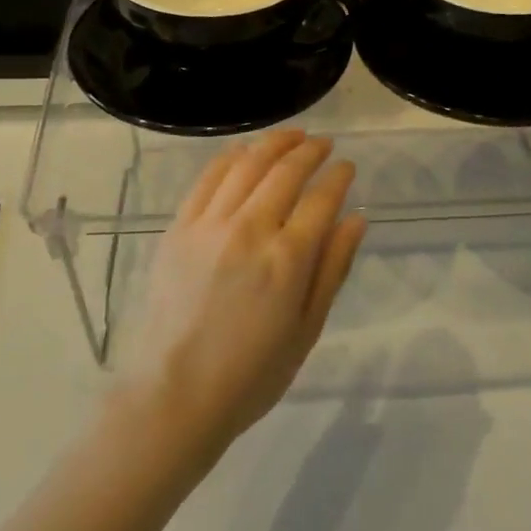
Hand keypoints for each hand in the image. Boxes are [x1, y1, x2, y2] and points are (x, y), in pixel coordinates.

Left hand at [116, 130, 366, 449]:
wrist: (174, 394)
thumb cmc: (251, 373)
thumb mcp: (307, 329)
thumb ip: (333, 268)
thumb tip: (356, 218)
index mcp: (288, 259)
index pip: (322, 199)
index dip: (339, 177)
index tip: (347, 166)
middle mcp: (250, 230)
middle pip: (286, 171)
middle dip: (310, 150)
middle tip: (323, 144)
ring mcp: (210, 225)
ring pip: (247, 164)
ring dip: (274, 143)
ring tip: (292, 136)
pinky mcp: (179, 228)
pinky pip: (208, 178)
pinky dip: (231, 157)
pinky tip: (245, 152)